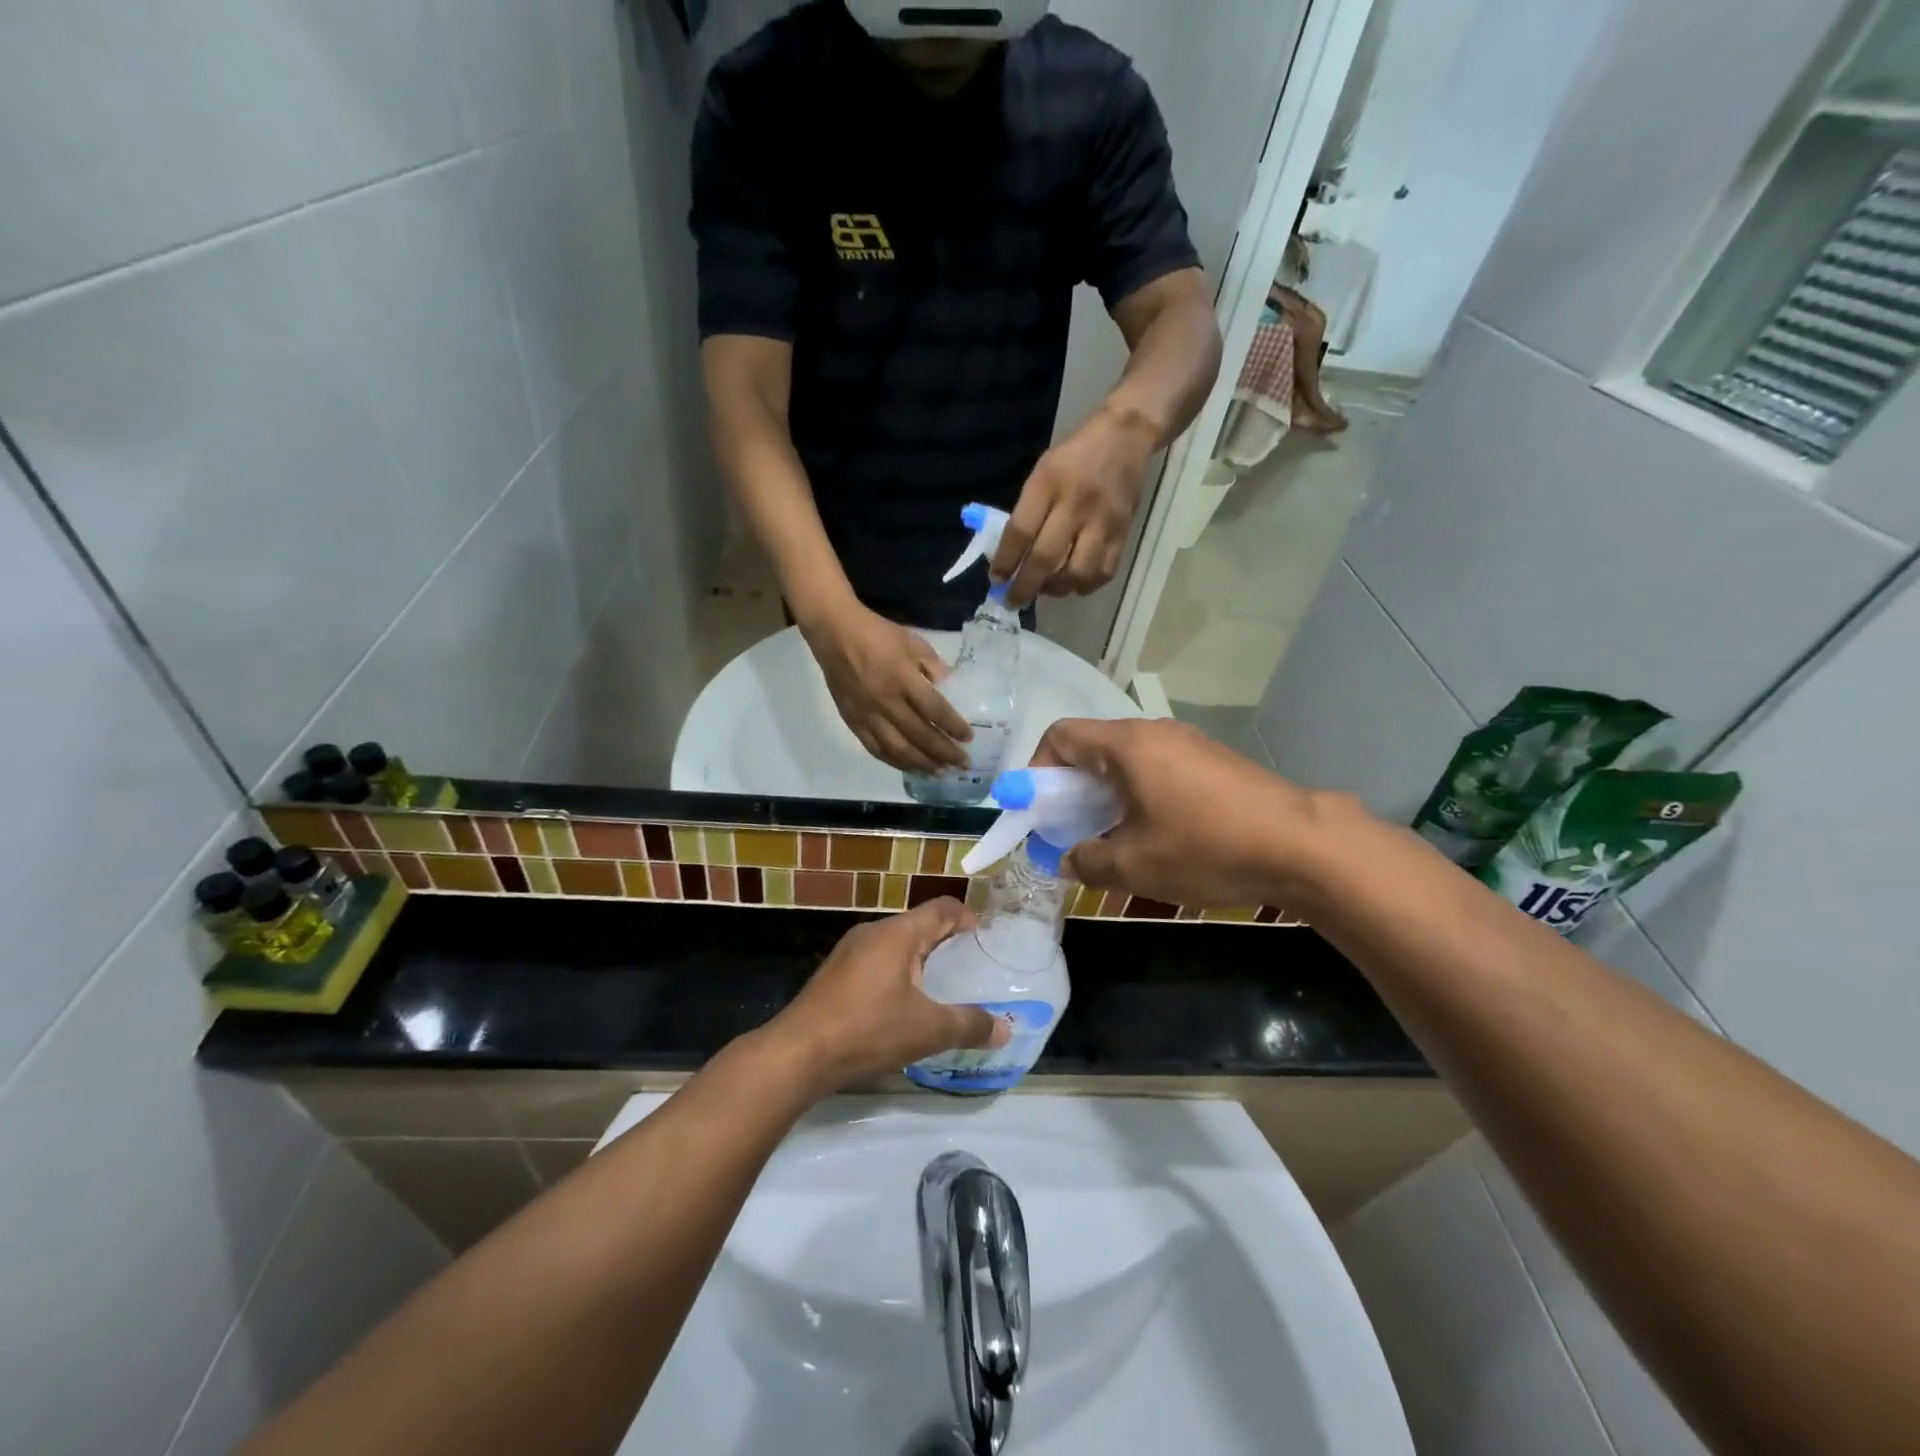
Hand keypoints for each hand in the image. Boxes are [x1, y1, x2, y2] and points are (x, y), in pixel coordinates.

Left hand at [769, 899, 1009, 1091]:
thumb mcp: (927, 1030)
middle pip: (919, 925)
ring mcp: (849, 951)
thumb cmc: (868, 1029)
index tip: (986, 940)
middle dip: (946, 942)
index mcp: (899, 933)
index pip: (943, 908)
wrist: (798, 1053)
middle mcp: (874, 932)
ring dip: (920, 960)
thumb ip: (969, 1025)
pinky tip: (901, 1007)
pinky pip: (876, 962)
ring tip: (940, 989)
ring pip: (896, 945)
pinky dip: (897, 974)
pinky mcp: (834, 974)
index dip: (968, 919)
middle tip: (970, 969)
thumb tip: (1005, 1029)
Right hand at [803, 601, 970, 772]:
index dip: (953, 727)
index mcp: (904, 679)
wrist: (836, 634)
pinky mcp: (853, 722)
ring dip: (922, 763)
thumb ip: (935, 667)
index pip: (935, 710)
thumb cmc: (879, 635)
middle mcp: (887, 702)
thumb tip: (954, 688)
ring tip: (939, 771)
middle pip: (920, 735)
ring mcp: (868, 715)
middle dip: (944, 752)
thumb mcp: (914, 643)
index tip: (968, 738)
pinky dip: (895, 761)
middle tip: (961, 764)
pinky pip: (875, 749)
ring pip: (898, 749)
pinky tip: (910, 766)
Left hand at [993, 405, 1157, 605]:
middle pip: (1046, 558)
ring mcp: (1102, 521)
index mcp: (1049, 482)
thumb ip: (1028, 510)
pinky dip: (1085, 585)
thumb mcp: (1043, 470)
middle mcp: (1076, 504)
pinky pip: (1103, 572)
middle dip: (1025, 586)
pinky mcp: (1123, 533)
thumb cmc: (1076, 454)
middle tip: (1013, 601)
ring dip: (1057, 589)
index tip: (996, 580)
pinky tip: (1073, 582)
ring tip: (1047, 588)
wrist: (1127, 436)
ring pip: (1077, 572)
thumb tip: (1011, 556)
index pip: (1021, 530)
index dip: (1006, 561)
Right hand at [1036, 717, 1333, 907]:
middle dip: (1071, 789)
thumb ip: (1086, 861)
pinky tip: (1158, 835)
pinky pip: (1160, 770)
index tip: (1038, 810)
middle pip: (1094, 747)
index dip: (1037, 770)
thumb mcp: (1134, 864)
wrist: (1304, 845)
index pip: (1061, 736)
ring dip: (1107, 795)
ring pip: (1128, 761)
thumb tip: (1065, 859)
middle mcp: (1156, 733)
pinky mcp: (1216, 763)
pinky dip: (1140, 795)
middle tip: (1070, 831)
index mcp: (1128, 745)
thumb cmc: (1206, 847)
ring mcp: (1191, 744)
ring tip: (1113, 838)